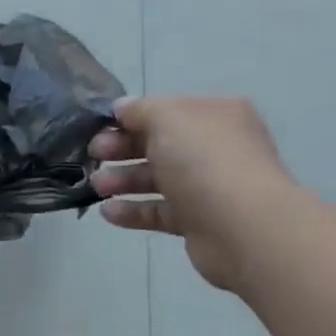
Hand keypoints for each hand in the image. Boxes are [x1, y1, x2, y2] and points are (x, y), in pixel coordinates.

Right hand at [90, 96, 292, 289]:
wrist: (242, 226)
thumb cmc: (204, 160)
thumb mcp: (167, 118)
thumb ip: (140, 109)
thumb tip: (122, 108)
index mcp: (214, 115)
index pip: (166, 111)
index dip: (131, 118)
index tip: (99, 128)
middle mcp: (215, 148)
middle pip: (159, 145)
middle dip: (122, 149)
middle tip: (93, 156)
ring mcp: (209, 187)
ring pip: (158, 179)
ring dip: (124, 180)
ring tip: (96, 187)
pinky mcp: (199, 222)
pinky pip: (161, 212)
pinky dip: (134, 211)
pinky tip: (108, 212)